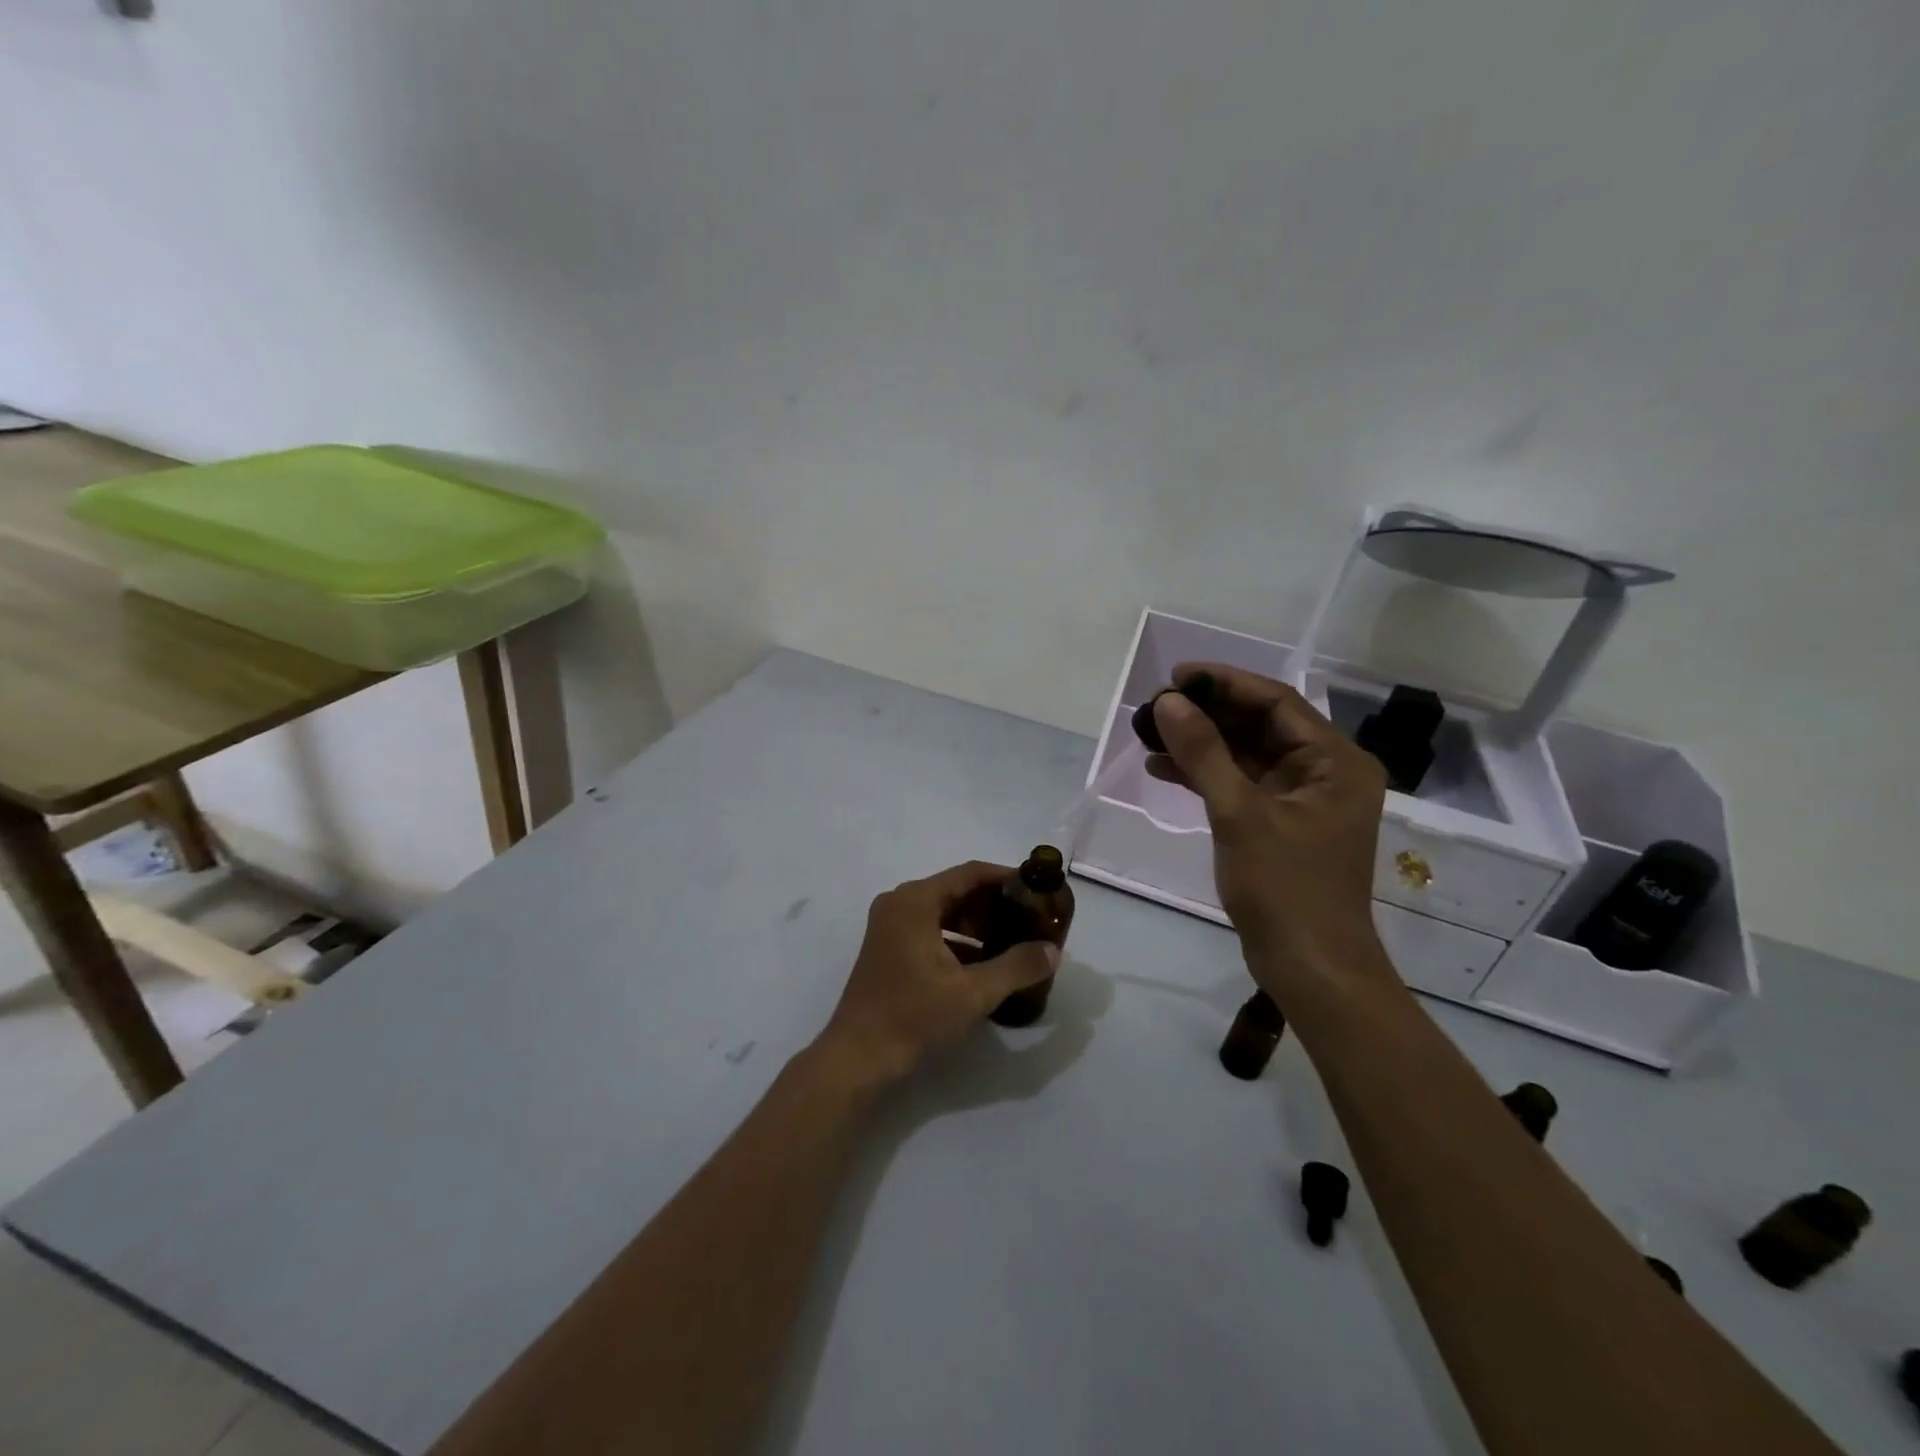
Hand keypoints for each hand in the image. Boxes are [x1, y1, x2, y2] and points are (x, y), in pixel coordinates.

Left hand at [818, 862, 1059, 1085]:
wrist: (858, 1056)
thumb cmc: (913, 1015)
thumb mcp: (972, 992)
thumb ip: (1016, 967)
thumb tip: (1053, 951)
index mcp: (916, 900)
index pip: (970, 874)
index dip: (1006, 879)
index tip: (1037, 890)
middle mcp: (900, 903)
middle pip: (956, 890)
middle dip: (994, 905)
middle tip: (1031, 920)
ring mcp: (890, 925)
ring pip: (944, 912)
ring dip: (977, 925)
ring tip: (1015, 942)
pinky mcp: (888, 947)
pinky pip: (931, 930)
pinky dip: (958, 940)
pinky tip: (985, 963)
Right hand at [1150, 664, 1395, 1001]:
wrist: (1310, 969)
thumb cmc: (1285, 889)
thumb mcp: (1240, 814)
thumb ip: (1203, 753)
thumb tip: (1167, 702)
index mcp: (1335, 762)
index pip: (1277, 702)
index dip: (1225, 683)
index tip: (1175, 676)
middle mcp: (1324, 773)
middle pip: (1260, 725)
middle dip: (1207, 714)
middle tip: (1155, 706)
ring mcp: (1301, 801)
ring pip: (1246, 755)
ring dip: (1201, 744)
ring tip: (1150, 733)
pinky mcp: (1279, 824)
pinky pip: (1240, 785)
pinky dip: (1205, 776)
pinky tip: (1162, 769)